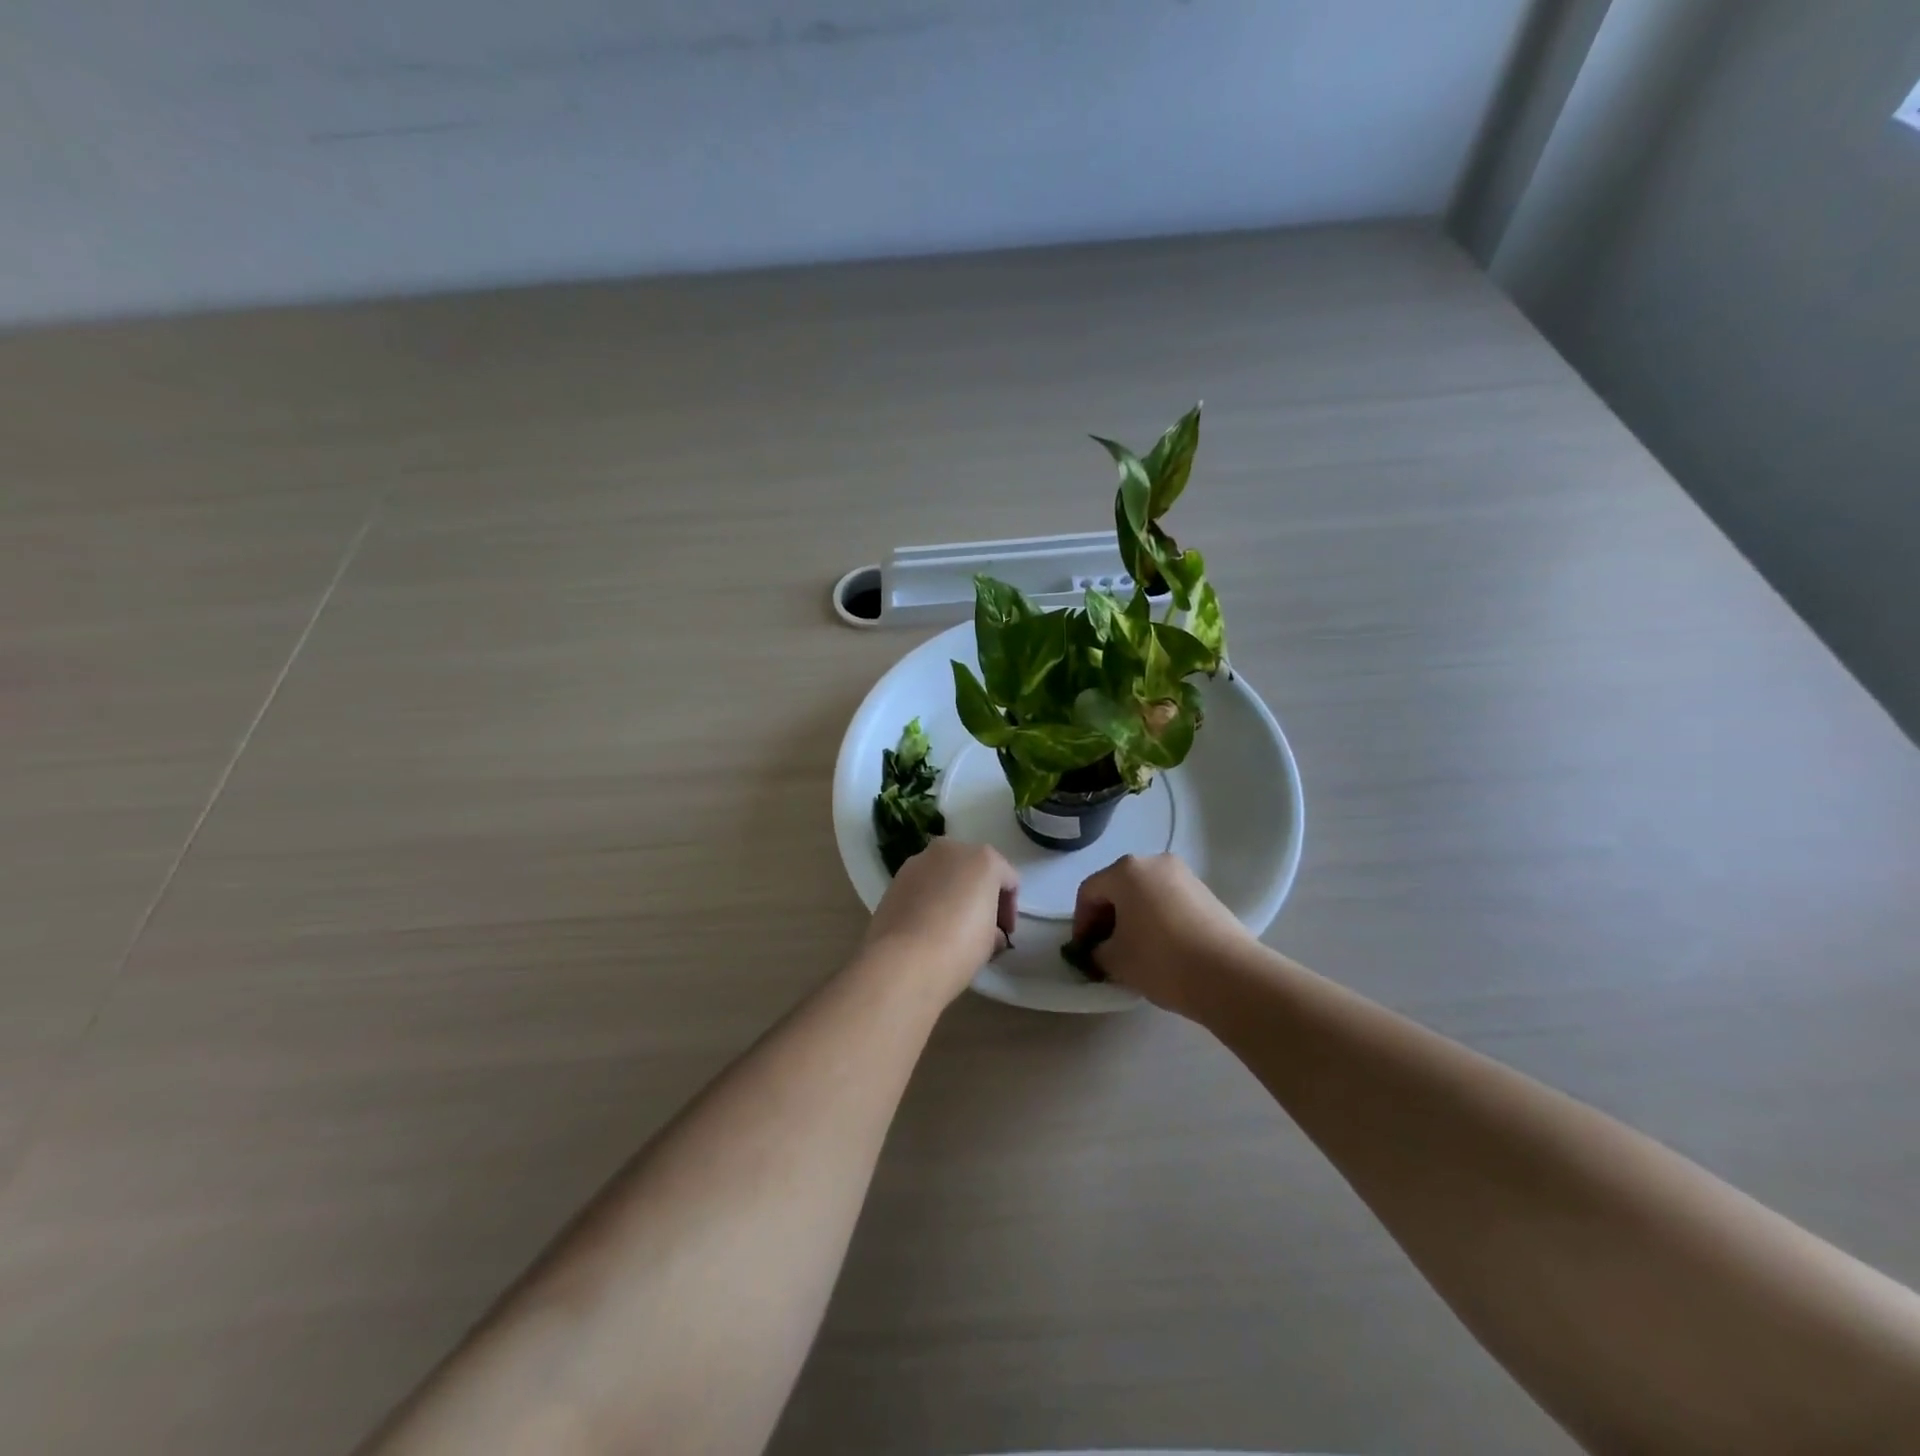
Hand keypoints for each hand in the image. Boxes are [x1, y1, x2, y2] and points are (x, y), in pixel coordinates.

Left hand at [861, 839, 1018, 1005]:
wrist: (902, 962)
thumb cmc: (959, 947)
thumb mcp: (991, 941)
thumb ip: (994, 928)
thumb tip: (989, 932)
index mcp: (983, 858)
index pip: (1008, 880)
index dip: (1010, 909)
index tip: (1005, 934)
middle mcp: (950, 849)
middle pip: (974, 870)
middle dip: (980, 895)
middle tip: (982, 927)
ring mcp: (918, 861)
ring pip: (945, 875)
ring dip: (952, 894)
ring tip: (951, 928)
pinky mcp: (895, 879)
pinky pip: (922, 886)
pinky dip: (929, 899)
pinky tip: (928, 927)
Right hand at [1071, 854, 1255, 1016]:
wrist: (1230, 975)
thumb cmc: (1162, 960)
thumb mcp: (1115, 960)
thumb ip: (1096, 951)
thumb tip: (1099, 950)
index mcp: (1126, 870)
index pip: (1089, 892)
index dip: (1081, 923)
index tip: (1083, 952)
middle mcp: (1155, 862)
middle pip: (1118, 888)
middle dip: (1106, 919)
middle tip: (1104, 951)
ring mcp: (1184, 876)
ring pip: (1144, 894)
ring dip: (1132, 919)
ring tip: (1134, 952)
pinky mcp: (1206, 893)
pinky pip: (1168, 901)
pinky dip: (1156, 919)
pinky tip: (1161, 949)